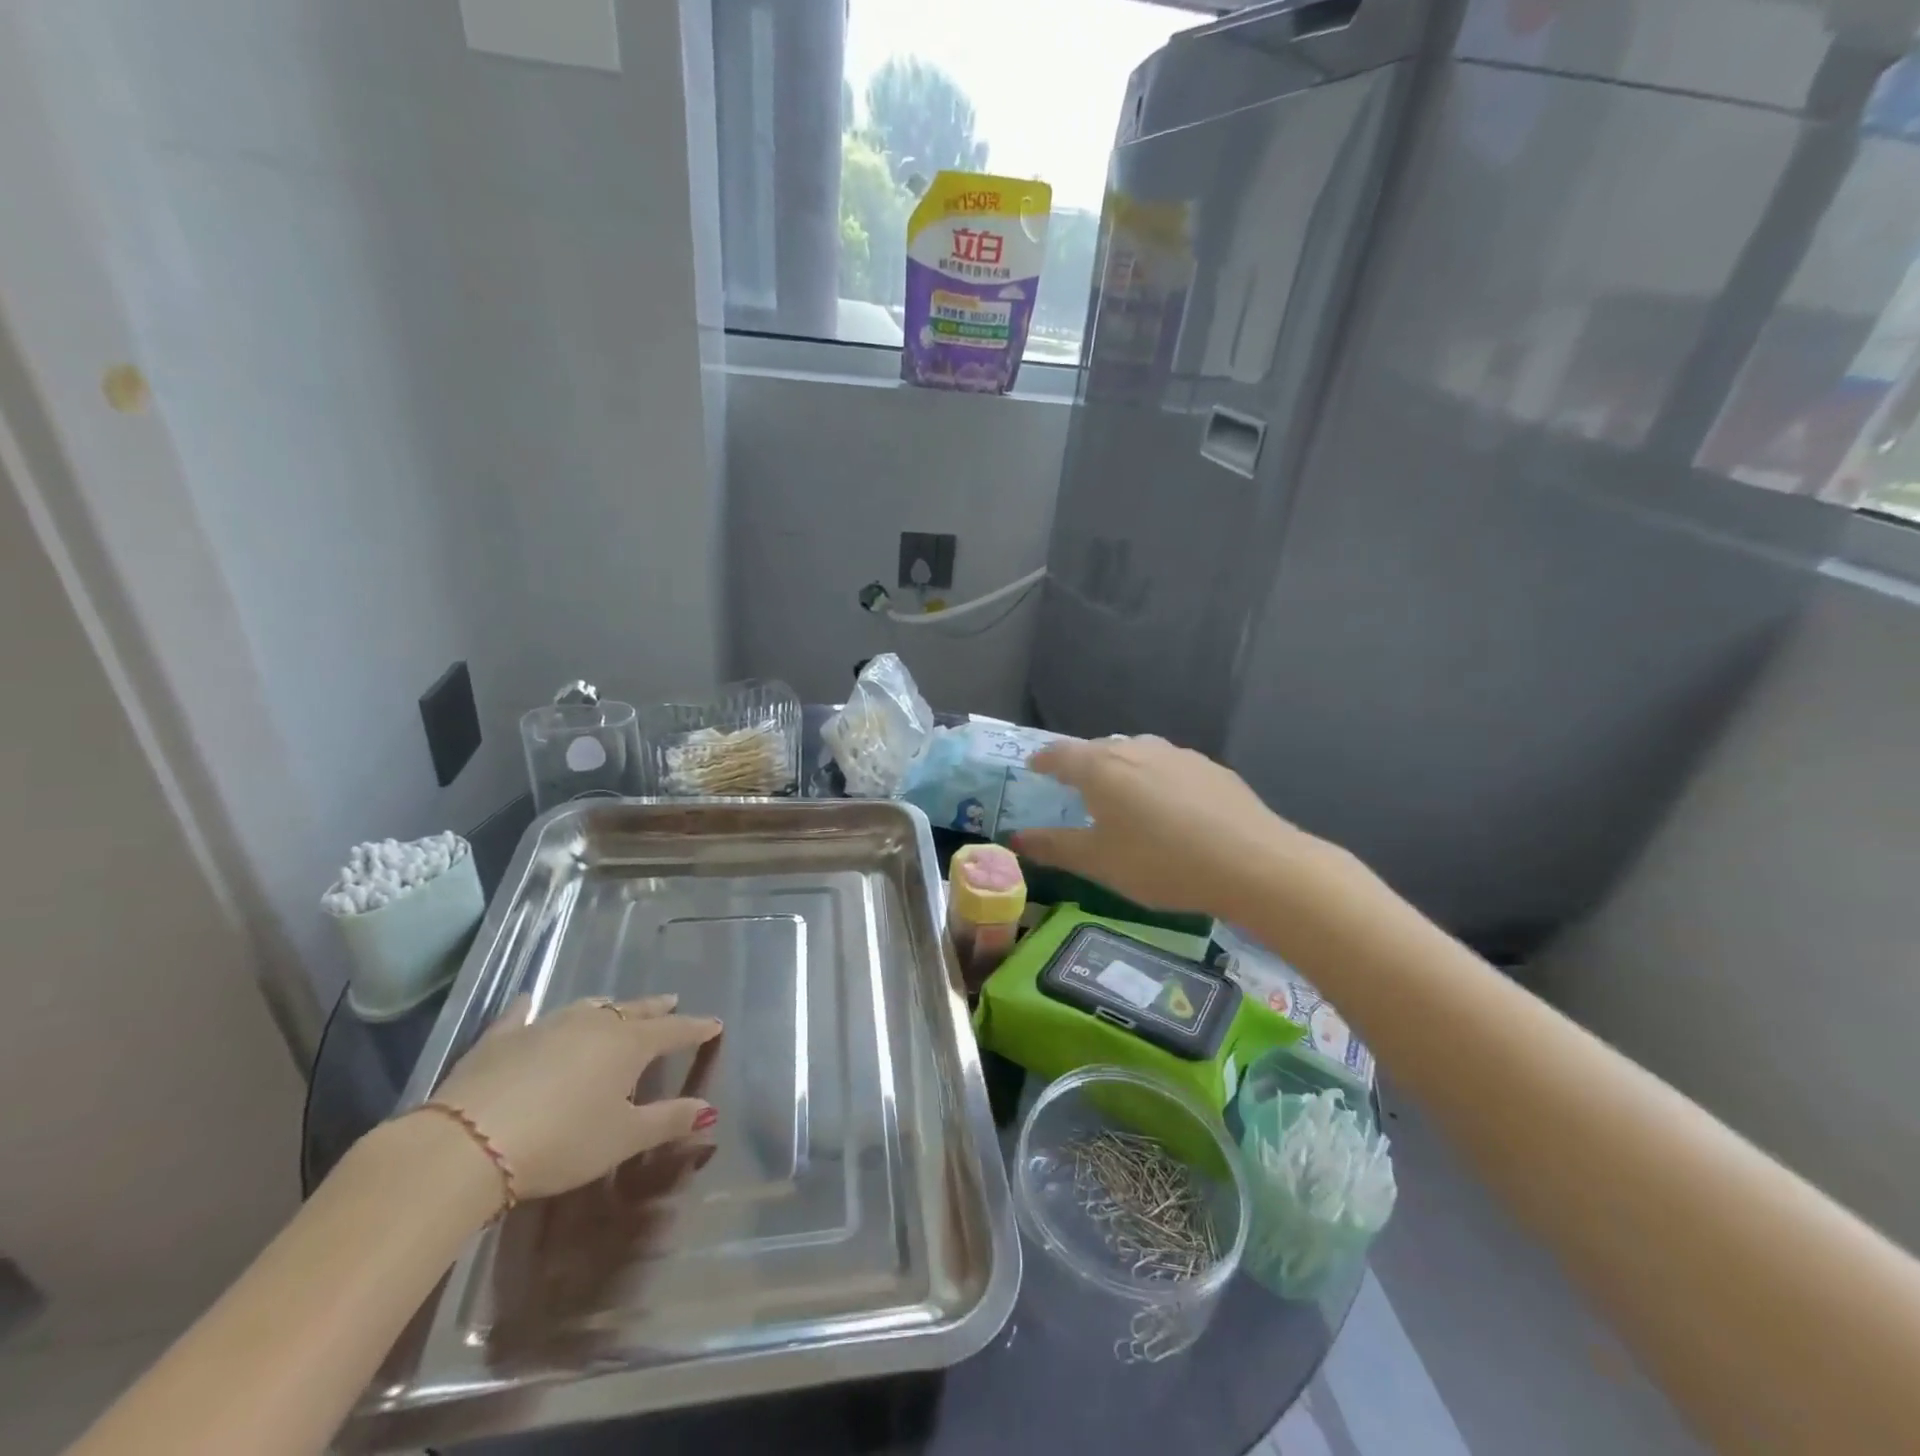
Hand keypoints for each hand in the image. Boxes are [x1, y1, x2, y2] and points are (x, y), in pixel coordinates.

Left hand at [427, 994, 721, 1201]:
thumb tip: (708, 1110)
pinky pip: (520, 1015)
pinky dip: (528, 1008)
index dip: (696, 1029)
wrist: (468, 1144)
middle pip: (632, 1011)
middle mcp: (593, 1024)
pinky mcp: (501, 1039)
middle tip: (671, 1003)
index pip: (673, 1031)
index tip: (715, 1024)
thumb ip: (668, 1121)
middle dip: (655, 1009)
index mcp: (628, 1045)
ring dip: (606, 1008)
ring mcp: (545, 1026)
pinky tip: (527, 999)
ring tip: (615, 1007)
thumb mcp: (622, 1139)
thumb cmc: (561, 1142)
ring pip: (586, 1008)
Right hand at [1016, 735, 1322, 918]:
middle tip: (1075, 788)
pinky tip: (1168, 807)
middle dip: (1082, 764)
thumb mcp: (1099, 863)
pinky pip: (1168, 765)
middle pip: (1098, 748)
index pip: (1060, 753)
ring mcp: (1177, 754)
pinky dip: (1155, 778)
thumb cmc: (1161, 863)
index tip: (1034, 768)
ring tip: (1121, 796)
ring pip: (1136, 753)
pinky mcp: (1210, 767)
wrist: (1252, 862)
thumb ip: (1054, 847)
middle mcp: (1136, 748)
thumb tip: (1016, 837)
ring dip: (1120, 769)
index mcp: (1101, 767)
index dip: (1043, 760)